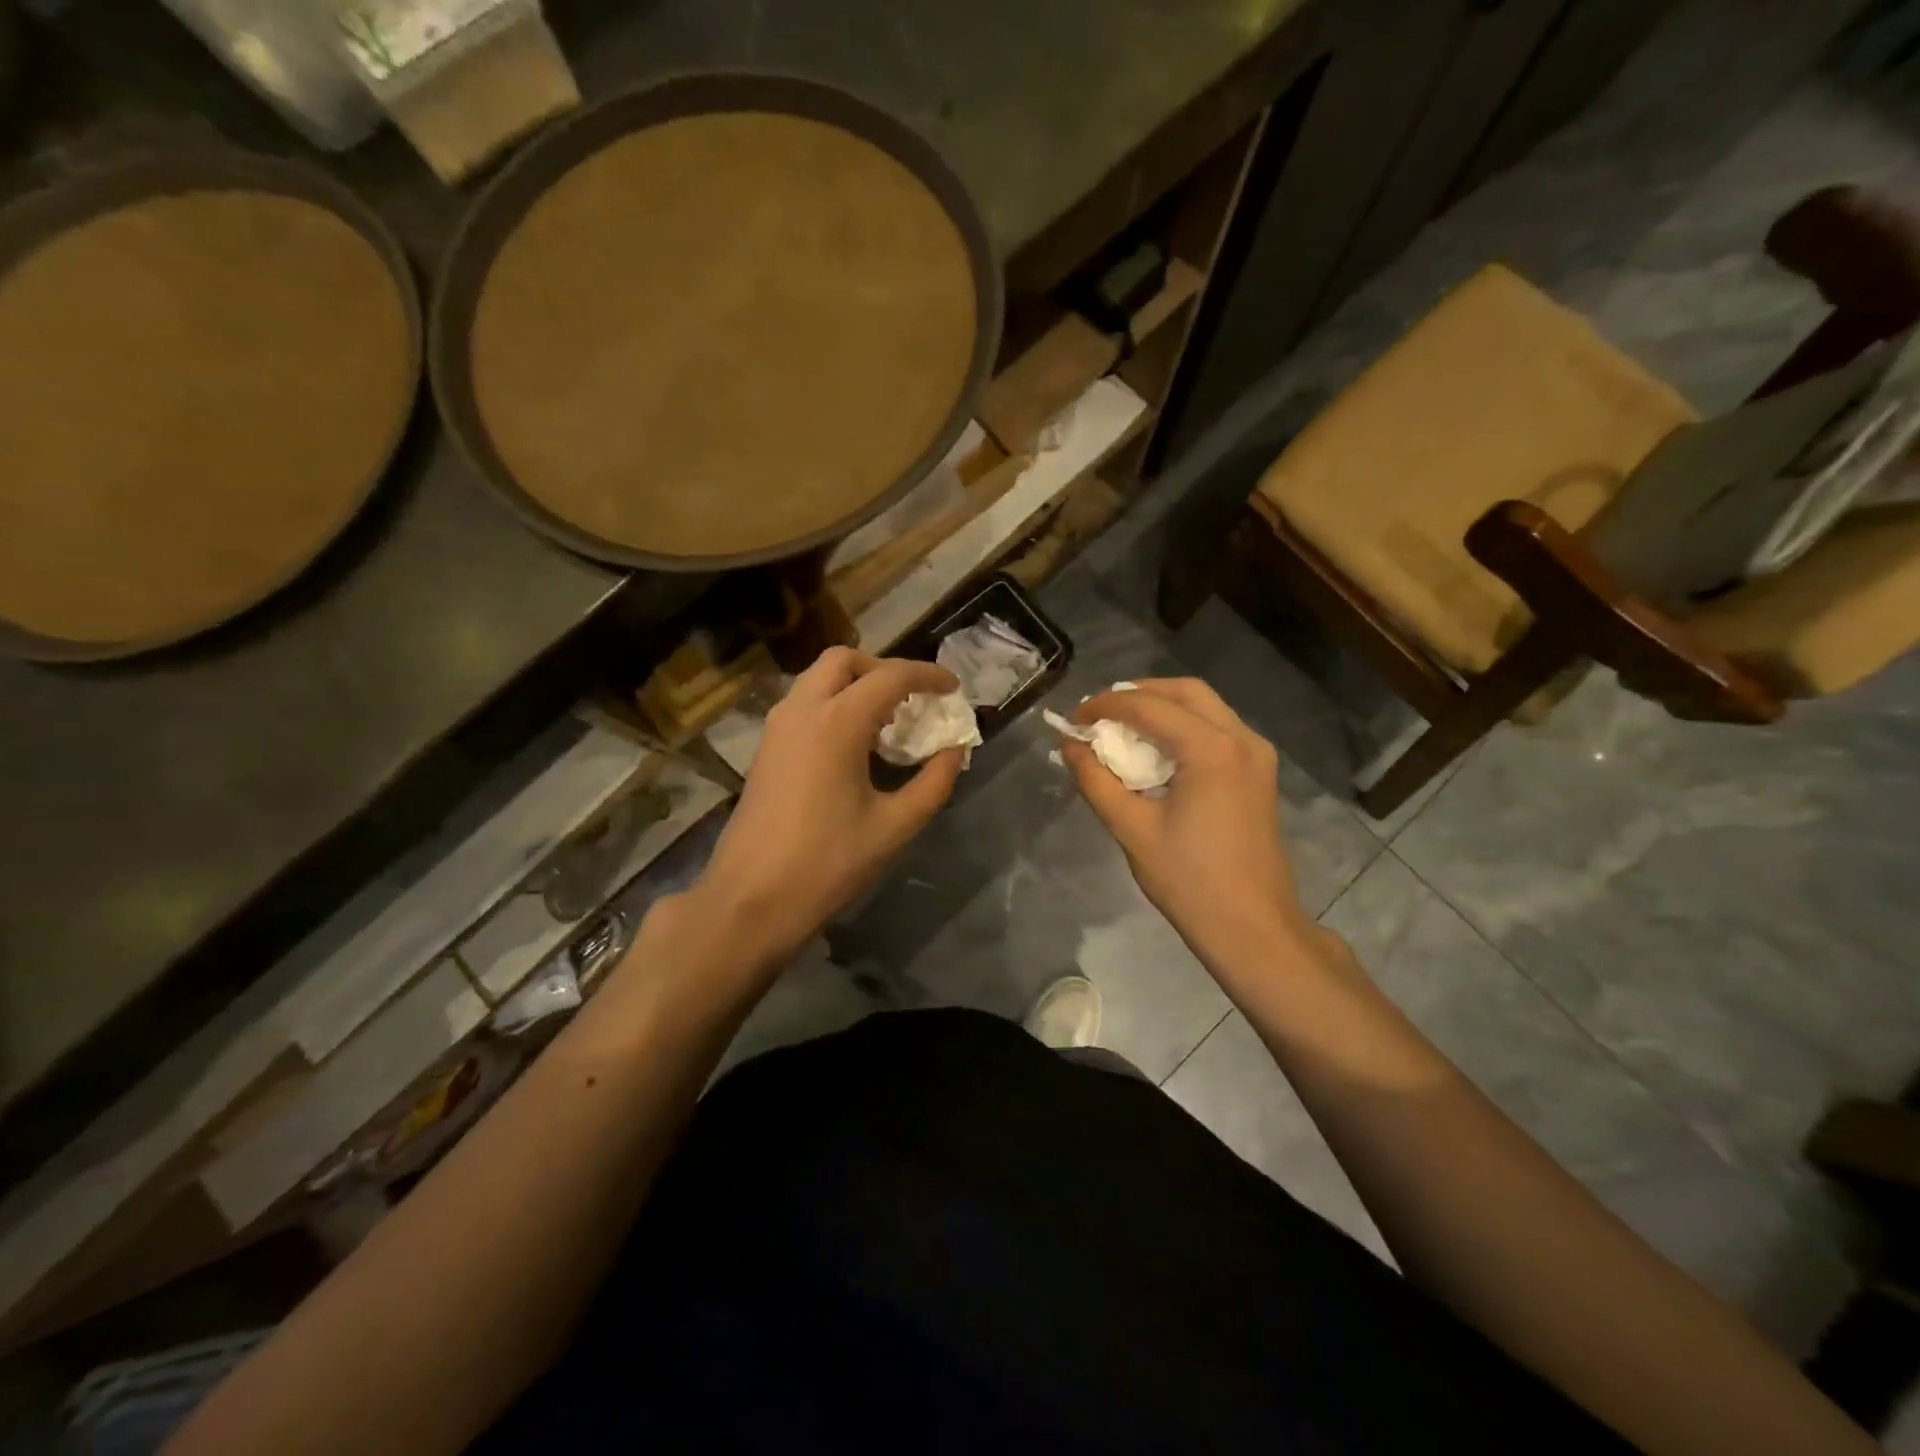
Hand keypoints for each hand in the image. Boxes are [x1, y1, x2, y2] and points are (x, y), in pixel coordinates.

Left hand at [688, 647, 963, 973]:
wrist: (750, 900)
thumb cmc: (827, 864)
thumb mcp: (894, 827)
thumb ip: (933, 783)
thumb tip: (955, 751)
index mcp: (837, 723)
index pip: (890, 676)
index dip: (927, 675)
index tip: (953, 687)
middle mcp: (801, 711)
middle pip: (843, 660)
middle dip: (883, 669)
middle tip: (912, 699)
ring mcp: (776, 728)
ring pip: (818, 679)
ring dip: (855, 685)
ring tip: (886, 722)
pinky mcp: (765, 749)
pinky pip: (803, 704)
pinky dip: (833, 704)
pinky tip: (853, 745)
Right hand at [1064, 679, 1311, 964]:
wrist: (1252, 927)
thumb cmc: (1189, 880)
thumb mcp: (1131, 829)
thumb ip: (1096, 780)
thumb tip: (1069, 747)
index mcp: (1212, 749)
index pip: (1149, 706)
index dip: (1106, 706)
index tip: (1074, 719)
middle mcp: (1242, 739)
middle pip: (1186, 691)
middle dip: (1139, 694)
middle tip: (1101, 713)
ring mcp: (1257, 755)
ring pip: (1206, 706)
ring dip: (1163, 707)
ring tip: (1123, 726)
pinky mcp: (1259, 772)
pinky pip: (1218, 729)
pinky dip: (1184, 726)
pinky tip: (1158, 749)